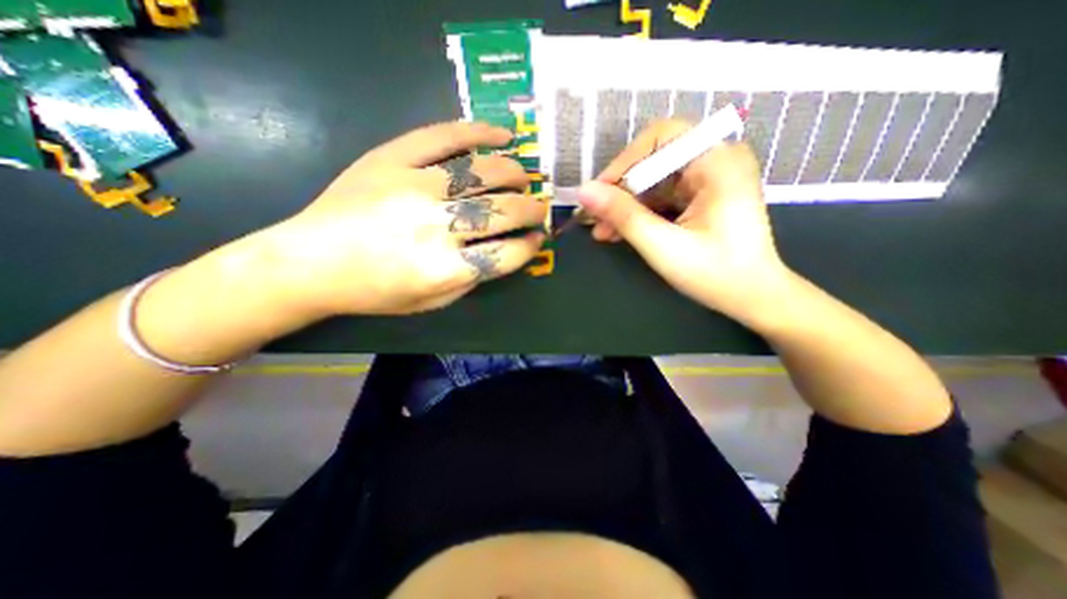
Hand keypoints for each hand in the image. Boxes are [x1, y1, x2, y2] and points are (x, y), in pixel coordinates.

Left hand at [255, 120, 541, 317]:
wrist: (309, 263)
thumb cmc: (375, 292)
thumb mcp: (432, 302)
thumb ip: (473, 279)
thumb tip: (509, 250)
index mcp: (444, 269)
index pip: (508, 254)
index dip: (530, 245)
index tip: (537, 239)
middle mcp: (436, 227)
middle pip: (504, 212)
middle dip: (531, 210)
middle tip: (538, 209)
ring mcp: (414, 186)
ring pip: (484, 172)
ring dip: (514, 175)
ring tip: (522, 179)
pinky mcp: (392, 158)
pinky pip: (444, 136)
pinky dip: (479, 132)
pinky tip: (502, 135)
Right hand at [577, 120, 789, 323]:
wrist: (752, 297)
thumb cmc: (715, 274)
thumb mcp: (663, 246)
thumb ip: (623, 215)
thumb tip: (584, 192)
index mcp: (717, 162)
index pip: (660, 139)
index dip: (624, 162)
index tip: (598, 193)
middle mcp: (715, 160)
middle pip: (653, 160)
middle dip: (620, 191)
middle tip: (594, 218)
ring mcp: (708, 179)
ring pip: (653, 181)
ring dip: (625, 206)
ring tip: (602, 232)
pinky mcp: (700, 196)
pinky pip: (661, 196)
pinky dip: (639, 213)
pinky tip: (619, 232)